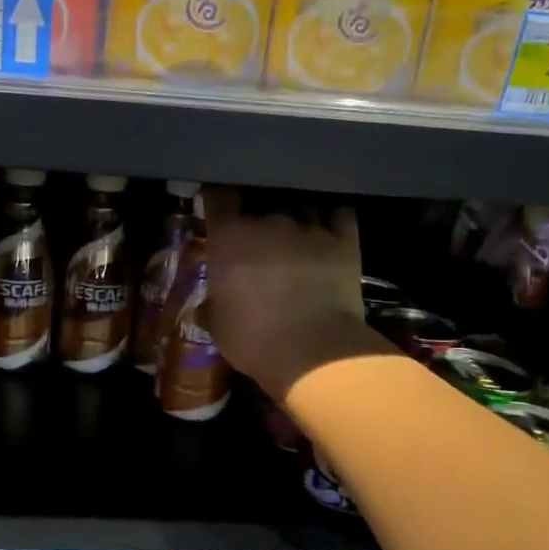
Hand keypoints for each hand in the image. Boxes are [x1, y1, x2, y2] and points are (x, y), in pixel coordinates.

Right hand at [203, 187, 393, 399]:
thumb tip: (204, 307)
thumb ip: (210, 307)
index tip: (218, 207)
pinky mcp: (344, 239)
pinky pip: (339, 215)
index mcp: (229, 236)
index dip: (218, 198)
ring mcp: (309, 226)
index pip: (218, 196)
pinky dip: (333, 220)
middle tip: (257, 233)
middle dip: (258, 213)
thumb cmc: (254, 339)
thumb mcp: (218, 329)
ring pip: (300, 205)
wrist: (315, 353)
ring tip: (296, 234)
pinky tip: (330, 231)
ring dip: (295, 216)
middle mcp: (267, 221)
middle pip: (260, 199)